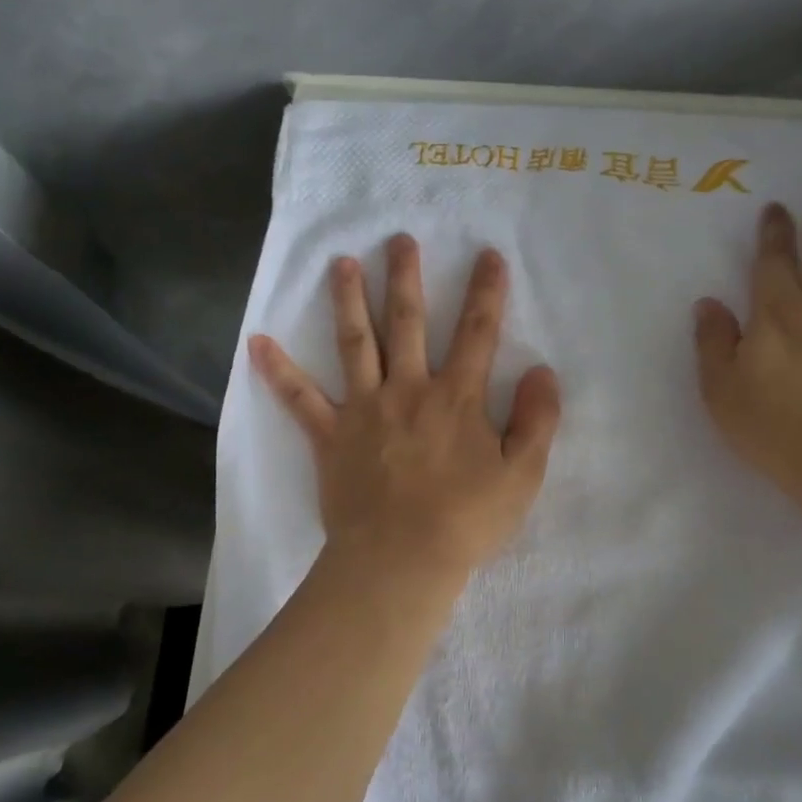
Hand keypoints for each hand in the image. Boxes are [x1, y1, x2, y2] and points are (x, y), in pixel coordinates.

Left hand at [249, 235, 562, 587]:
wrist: (400, 561)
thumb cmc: (466, 520)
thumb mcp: (522, 475)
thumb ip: (537, 420)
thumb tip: (544, 370)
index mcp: (455, 398)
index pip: (477, 334)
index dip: (486, 293)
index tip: (488, 256)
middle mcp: (408, 390)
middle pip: (408, 324)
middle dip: (406, 279)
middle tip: (399, 240)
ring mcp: (364, 410)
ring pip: (356, 344)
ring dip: (349, 300)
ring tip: (341, 263)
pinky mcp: (331, 437)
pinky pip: (300, 400)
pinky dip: (279, 372)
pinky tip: (257, 343)